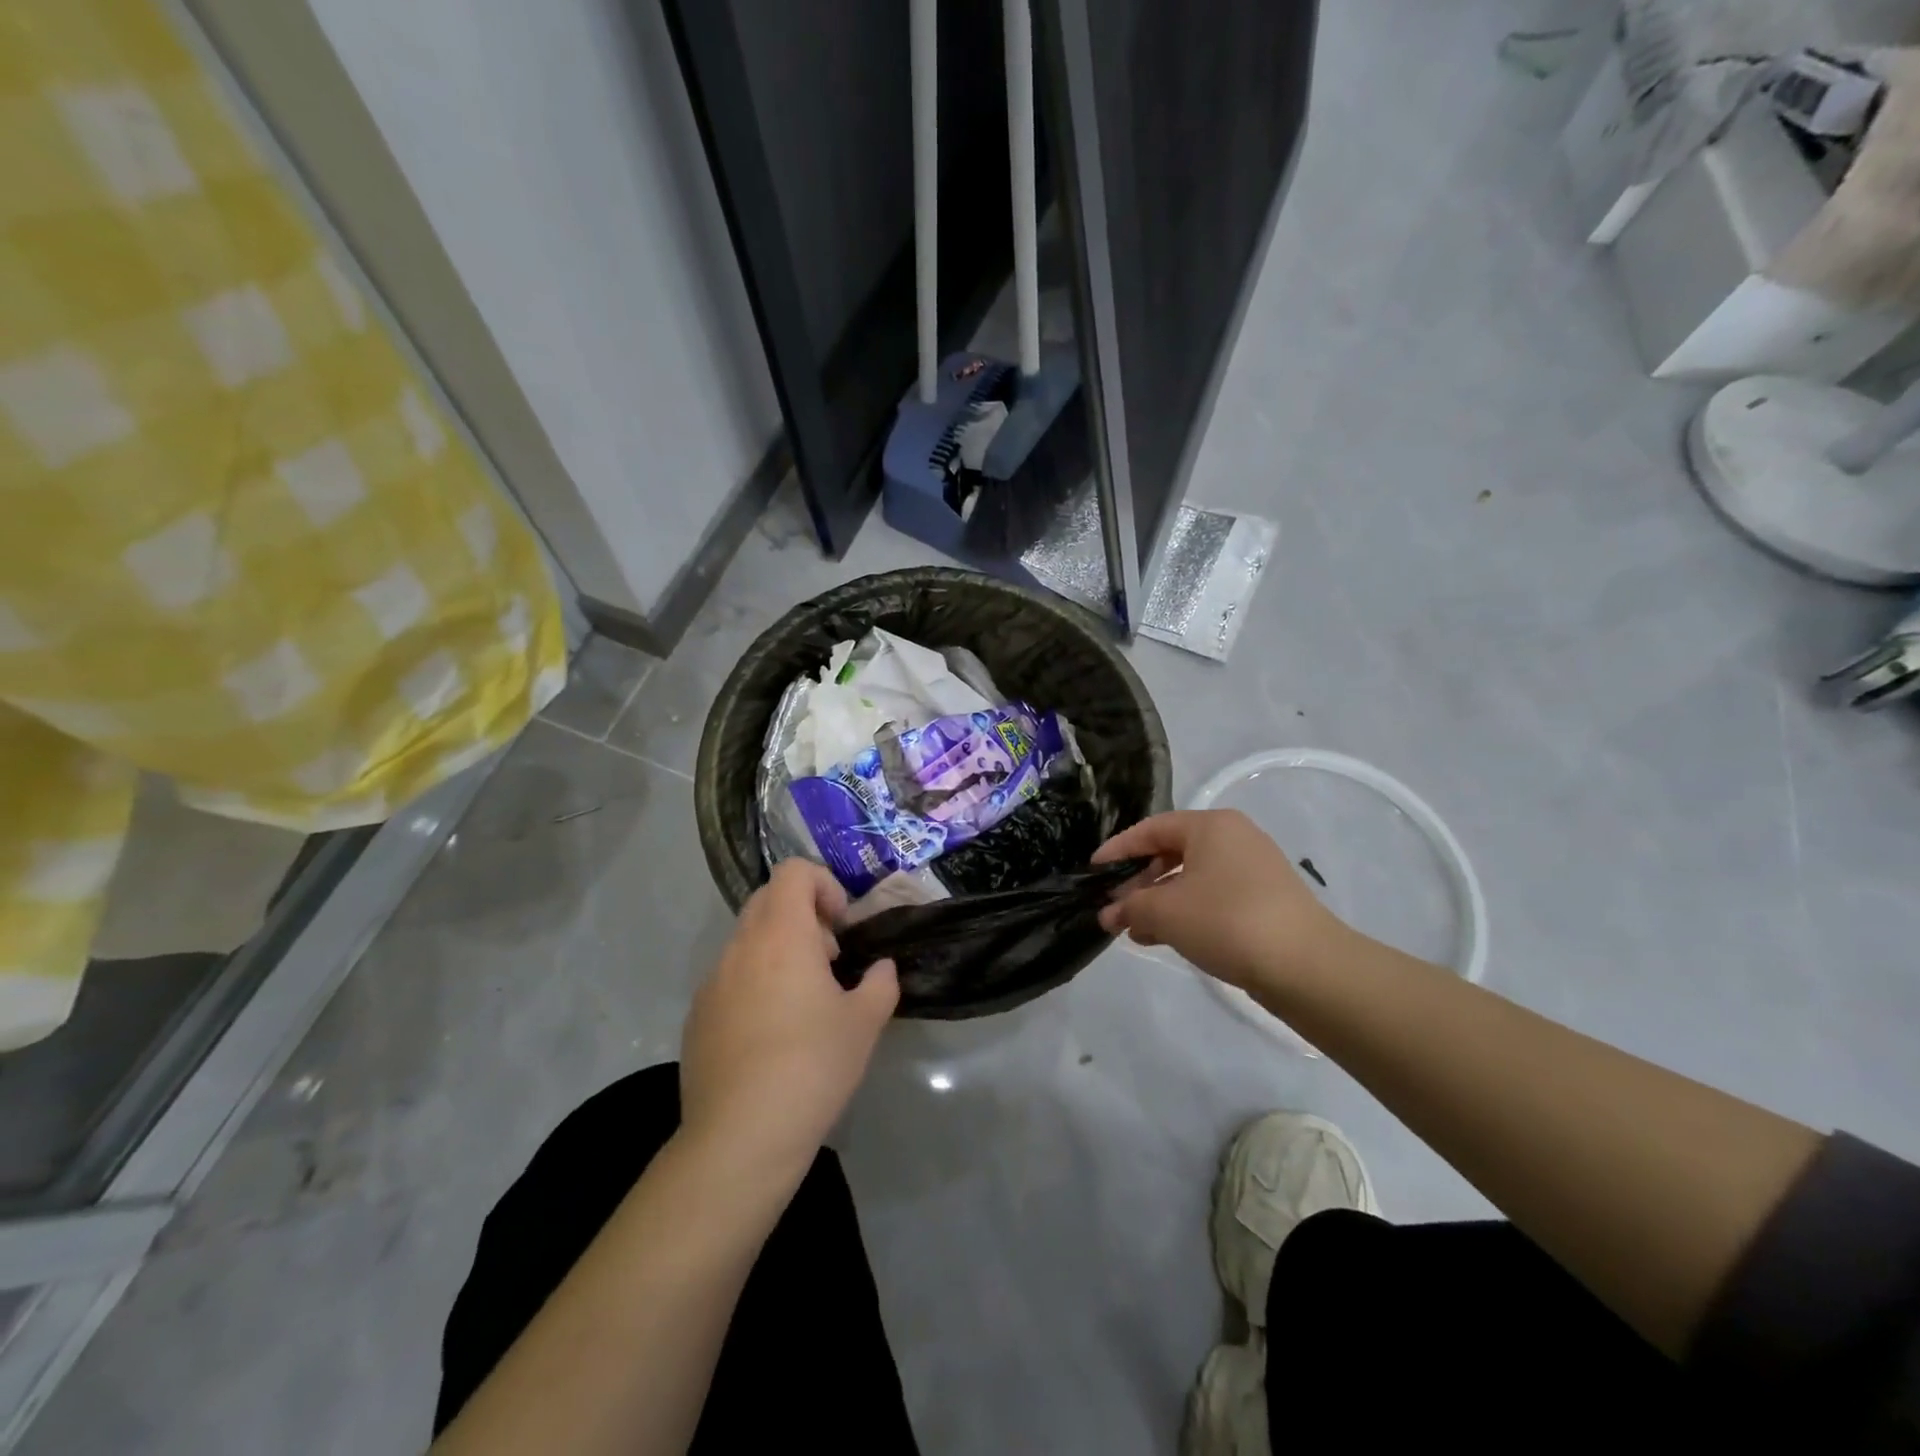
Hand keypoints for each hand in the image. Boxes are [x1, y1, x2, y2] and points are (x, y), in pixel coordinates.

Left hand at [680, 861, 898, 1175]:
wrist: (740, 1136)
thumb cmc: (812, 1066)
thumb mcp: (865, 1023)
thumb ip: (881, 983)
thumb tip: (881, 969)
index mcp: (782, 935)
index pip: (793, 872)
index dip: (824, 885)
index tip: (841, 927)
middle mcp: (741, 947)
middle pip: (768, 900)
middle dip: (803, 916)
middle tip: (828, 959)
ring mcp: (712, 982)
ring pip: (747, 940)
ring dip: (778, 951)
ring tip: (802, 1002)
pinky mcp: (697, 1016)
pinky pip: (729, 978)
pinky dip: (754, 983)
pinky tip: (770, 1036)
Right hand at [1093, 810, 1347, 990]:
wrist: (1306, 966)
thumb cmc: (1226, 920)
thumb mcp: (1165, 911)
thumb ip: (1130, 907)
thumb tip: (1109, 913)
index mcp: (1211, 825)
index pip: (1151, 829)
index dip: (1118, 849)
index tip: (1093, 871)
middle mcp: (1234, 838)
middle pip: (1172, 853)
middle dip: (1138, 882)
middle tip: (1113, 907)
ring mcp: (1253, 870)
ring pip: (1192, 879)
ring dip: (1159, 902)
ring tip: (1133, 930)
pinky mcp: (1265, 901)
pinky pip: (1213, 898)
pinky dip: (1186, 913)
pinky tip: (1166, 938)